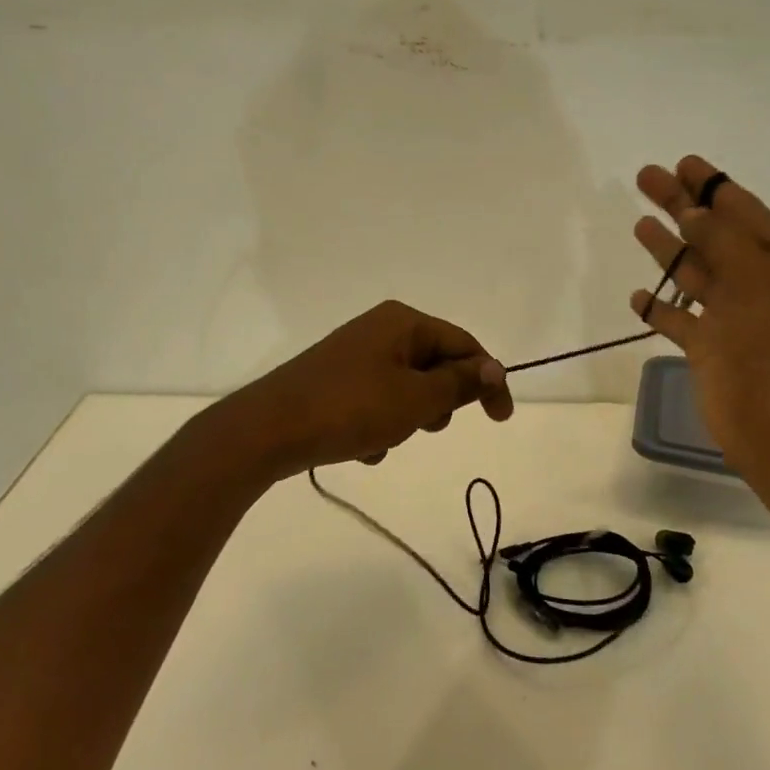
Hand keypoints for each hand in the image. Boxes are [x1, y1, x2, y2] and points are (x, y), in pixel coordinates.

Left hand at [211, 300, 514, 481]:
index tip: (501, 420)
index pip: (464, 345)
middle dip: (436, 404)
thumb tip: (495, 368)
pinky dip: (378, 425)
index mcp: (403, 322)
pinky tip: (359, 447)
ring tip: (381, 439)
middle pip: (434, 366)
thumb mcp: (415, 399)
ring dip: (405, 419)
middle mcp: (380, 329)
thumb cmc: (350, 408)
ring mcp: (355, 354)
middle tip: (423, 426)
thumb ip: (459, 383)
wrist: (268, 430)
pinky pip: (376, 401)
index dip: (488, 381)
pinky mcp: (336, 380)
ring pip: (406, 389)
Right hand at [629, 155, 769, 453]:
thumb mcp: (756, 280)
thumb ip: (722, 239)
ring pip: (697, 274)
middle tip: (647, 178)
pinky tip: (638, 296)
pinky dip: (661, 307)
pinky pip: (681, 320)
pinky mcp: (712, 350)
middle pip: (716, 236)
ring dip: (669, 250)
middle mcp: (765, 287)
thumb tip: (695, 211)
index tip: (684, 163)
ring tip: (640, 223)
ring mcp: (737, 319)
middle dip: (683, 207)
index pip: (748, 214)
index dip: (715, 187)